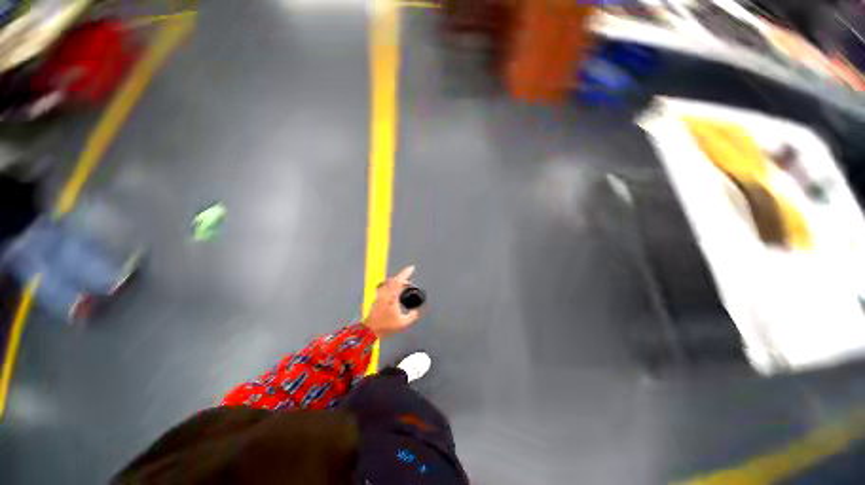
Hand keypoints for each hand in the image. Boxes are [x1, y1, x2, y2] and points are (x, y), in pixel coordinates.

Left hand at [363, 266, 421, 339]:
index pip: (398, 281)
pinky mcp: (376, 300)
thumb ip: (412, 315)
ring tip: (403, 288)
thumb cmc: (386, 326)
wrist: (370, 330)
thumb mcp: (403, 322)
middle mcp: (384, 294)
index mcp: (391, 296)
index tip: (411, 268)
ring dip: (396, 283)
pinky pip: (385, 289)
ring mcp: (379, 296)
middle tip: (409, 281)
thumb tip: (416, 311)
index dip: (405, 273)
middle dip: (402, 279)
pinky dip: (392, 288)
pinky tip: (395, 295)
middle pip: (393, 281)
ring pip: (388, 285)